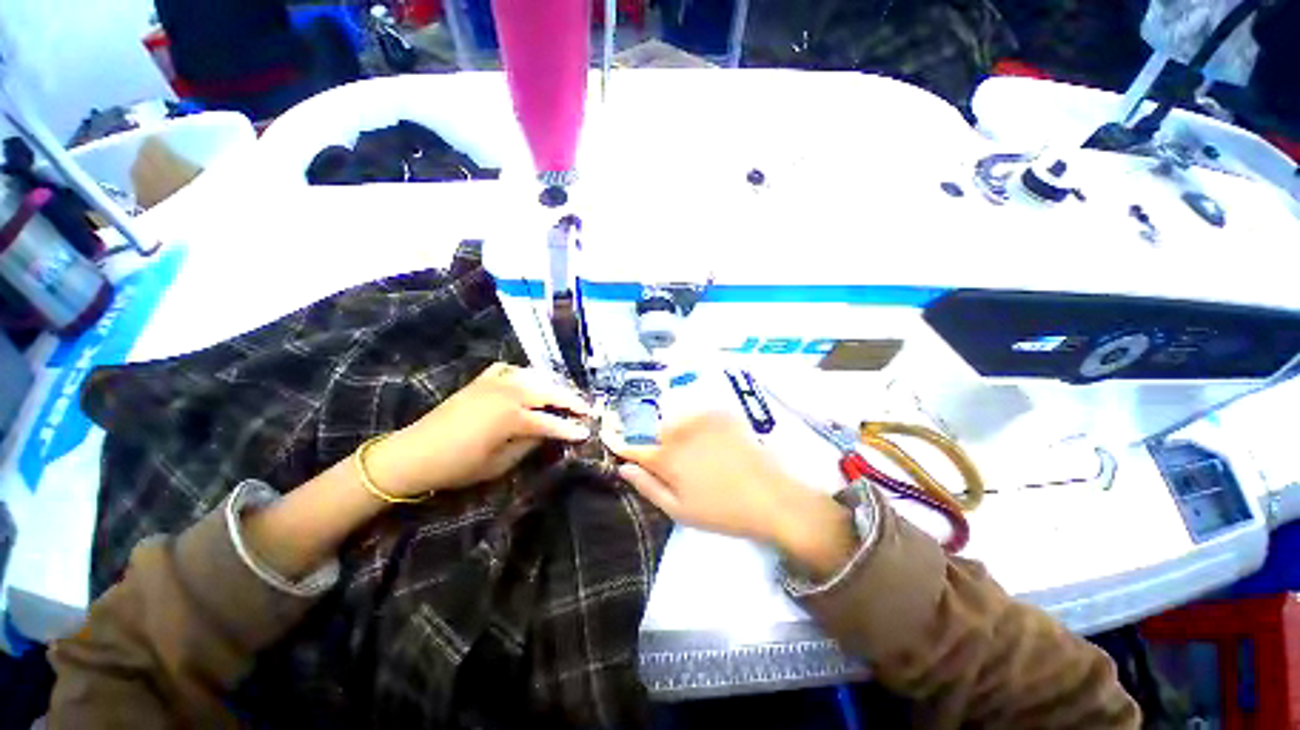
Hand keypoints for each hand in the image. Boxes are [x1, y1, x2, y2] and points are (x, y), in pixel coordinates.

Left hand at [367, 363, 591, 497]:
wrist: (414, 453)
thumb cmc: (458, 465)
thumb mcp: (498, 463)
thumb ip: (528, 444)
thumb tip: (547, 433)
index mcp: (511, 416)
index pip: (550, 421)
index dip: (570, 427)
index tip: (587, 432)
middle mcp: (507, 393)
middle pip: (548, 392)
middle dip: (570, 399)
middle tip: (586, 408)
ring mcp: (494, 382)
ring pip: (533, 376)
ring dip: (552, 384)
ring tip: (564, 394)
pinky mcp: (481, 380)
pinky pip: (509, 369)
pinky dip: (523, 374)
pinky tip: (527, 381)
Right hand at [608, 412, 856, 575]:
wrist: (772, 497)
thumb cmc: (722, 511)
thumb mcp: (679, 510)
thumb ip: (647, 486)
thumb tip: (623, 468)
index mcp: (667, 457)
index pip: (634, 447)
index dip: (624, 448)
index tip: (620, 449)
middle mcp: (681, 430)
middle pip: (655, 432)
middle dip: (656, 445)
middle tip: (674, 465)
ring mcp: (703, 418)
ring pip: (676, 421)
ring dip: (677, 434)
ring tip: (696, 455)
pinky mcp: (722, 413)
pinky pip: (698, 416)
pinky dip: (697, 426)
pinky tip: (712, 443)